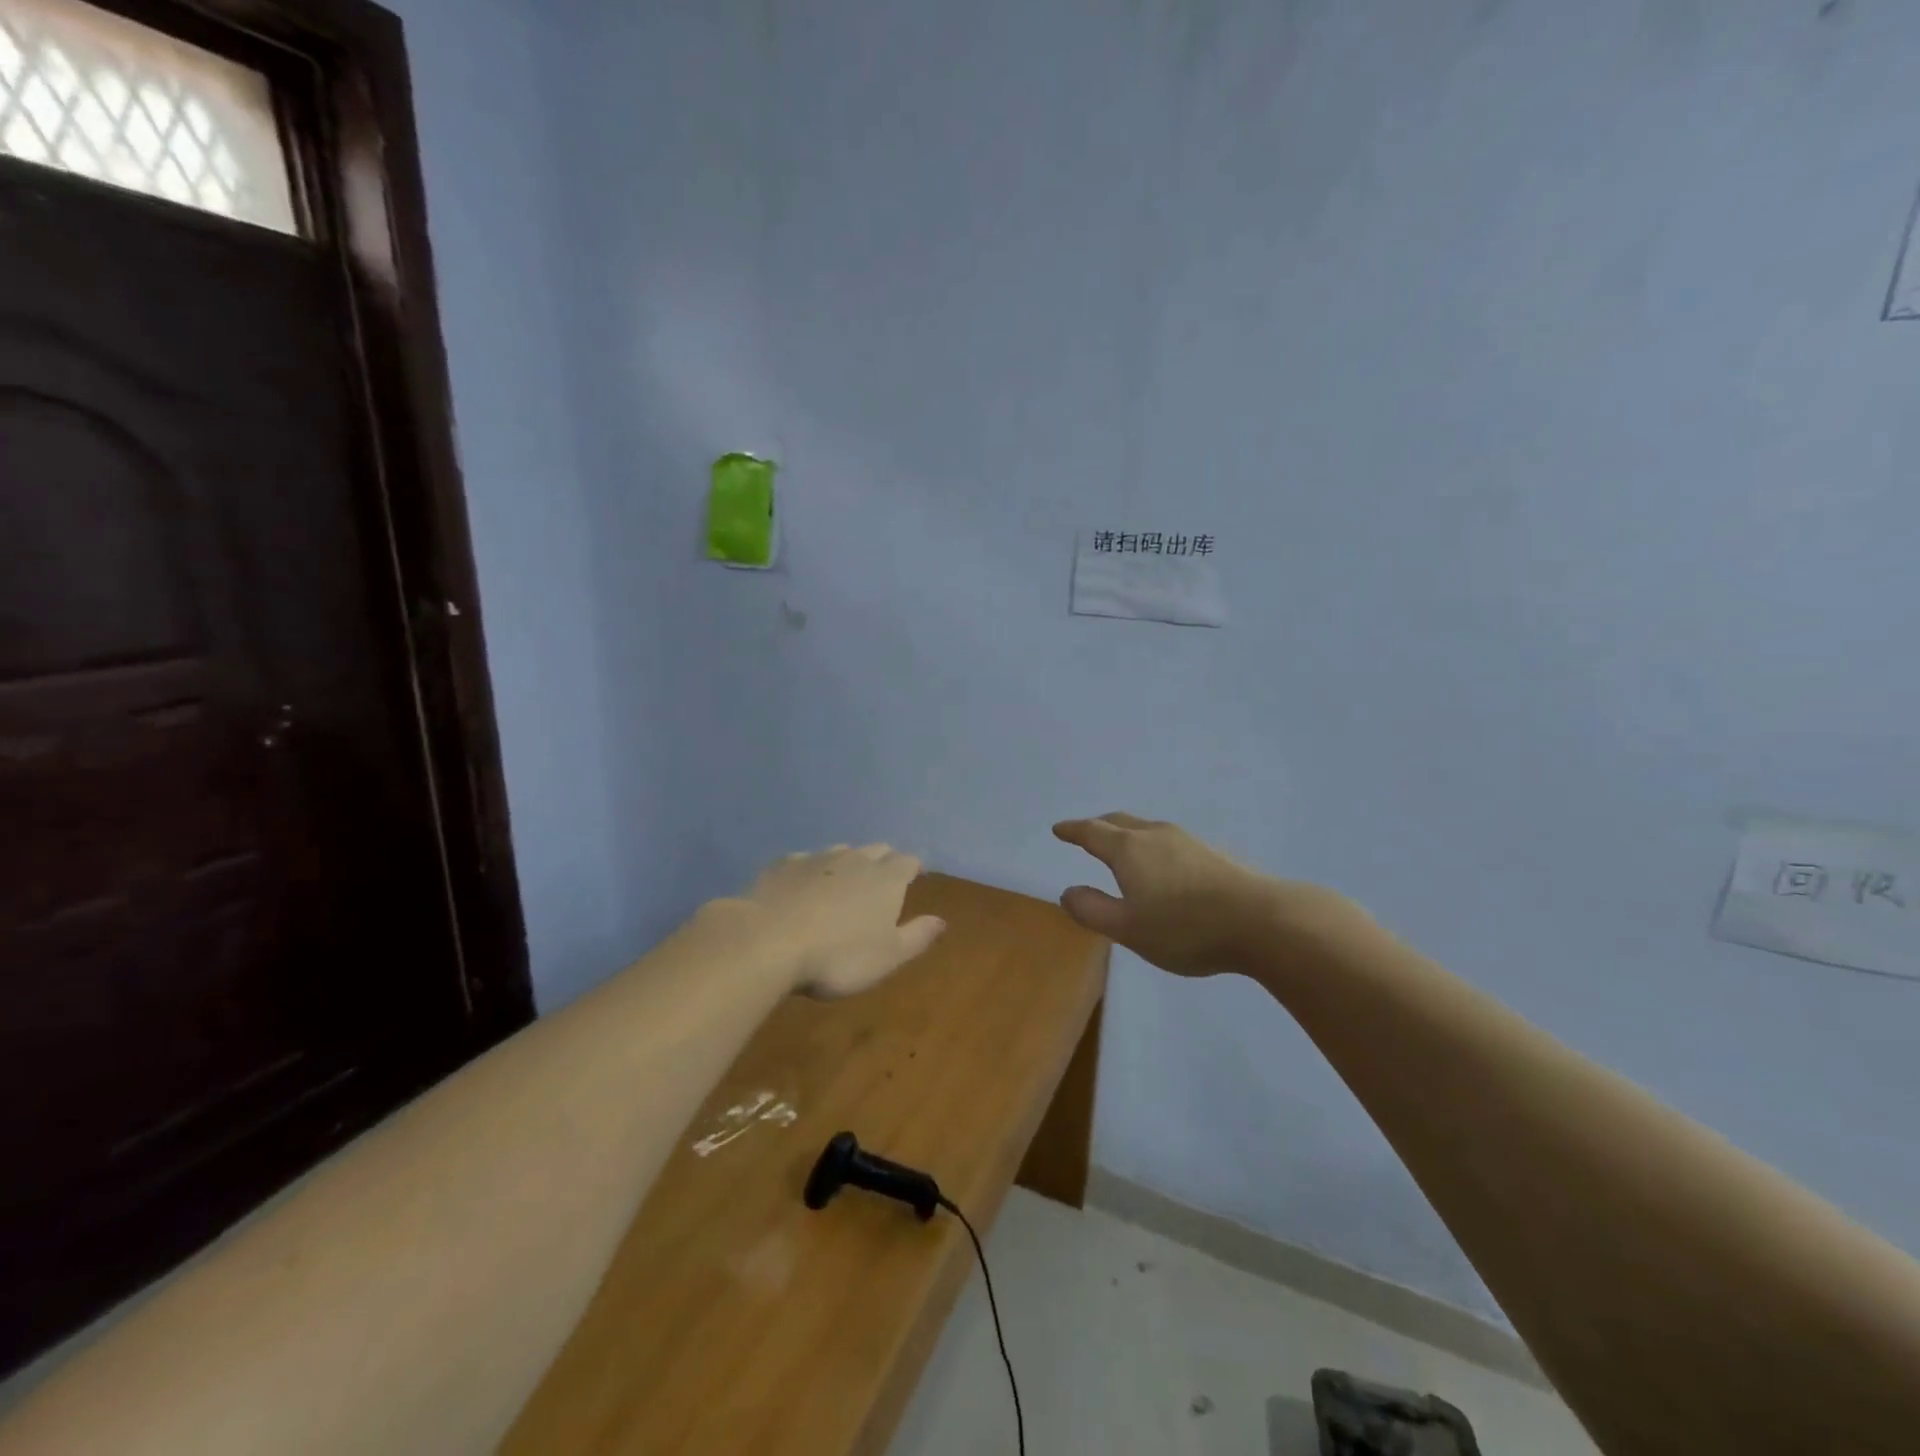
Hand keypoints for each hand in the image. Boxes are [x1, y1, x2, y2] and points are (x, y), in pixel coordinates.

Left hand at [737, 845, 945, 998]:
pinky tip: (801, 886)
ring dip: (847, 863)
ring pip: (840, 851)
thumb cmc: (838, 955)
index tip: (914, 877)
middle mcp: (855, 859)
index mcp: (886, 879)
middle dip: (883, 861)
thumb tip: (941, 921)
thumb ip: (917, 936)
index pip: (908, 862)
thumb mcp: (888, 956)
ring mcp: (816, 858)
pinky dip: (810, 871)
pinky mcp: (782, 865)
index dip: (912, 868)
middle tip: (881, 880)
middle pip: (876, 850)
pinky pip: (804, 861)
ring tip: (843, 882)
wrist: (767, 941)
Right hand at [1052, 813, 1281, 976]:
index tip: (1059, 829)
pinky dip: (1154, 847)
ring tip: (1123, 848)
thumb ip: (1093, 910)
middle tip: (1086, 833)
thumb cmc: (1185, 927)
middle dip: (1099, 825)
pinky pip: (1171, 842)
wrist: (1263, 922)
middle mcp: (1156, 835)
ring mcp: (1189, 841)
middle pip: (1120, 821)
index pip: (1092, 832)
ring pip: (1148, 829)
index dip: (1072, 830)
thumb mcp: (1128, 929)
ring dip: (1129, 834)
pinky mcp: (1215, 854)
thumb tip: (1068, 892)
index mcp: (1129, 850)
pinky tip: (1165, 867)